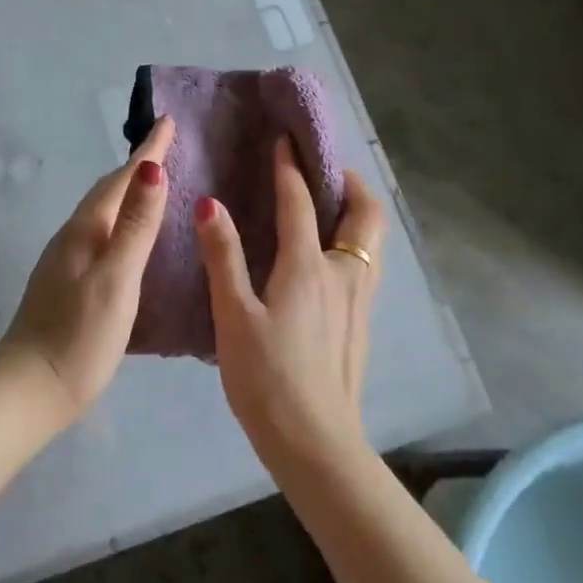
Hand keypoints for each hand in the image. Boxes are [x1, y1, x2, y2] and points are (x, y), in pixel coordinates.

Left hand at [0, 116, 174, 428]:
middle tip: (168, 147)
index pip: (121, 178)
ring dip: (129, 194)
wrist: (29, 389)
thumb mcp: (117, 279)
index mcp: (85, 230)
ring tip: (156, 186)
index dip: (148, 150)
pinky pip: (101, 236)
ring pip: (103, 213)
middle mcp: (72, 237)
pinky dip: (122, 223)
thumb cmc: (79, 336)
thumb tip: (151, 169)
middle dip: (138, 166)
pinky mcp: (67, 284)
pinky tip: (132, 240)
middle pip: (108, 190)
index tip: (168, 120)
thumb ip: (135, 226)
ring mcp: (66, 261)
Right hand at [196, 137, 386, 470]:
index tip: (284, 139)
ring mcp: (359, 300)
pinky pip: (366, 263)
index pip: (300, 203)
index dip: (290, 168)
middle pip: (364, 214)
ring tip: (330, 203)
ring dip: (356, 211)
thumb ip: (223, 256)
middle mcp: (343, 274)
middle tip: (324, 169)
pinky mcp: (361, 323)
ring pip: (372, 240)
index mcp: (308, 267)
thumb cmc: (266, 377)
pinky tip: (329, 256)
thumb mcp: (233, 315)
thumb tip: (210, 204)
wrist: (315, 442)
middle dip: (349, 182)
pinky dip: (353, 240)